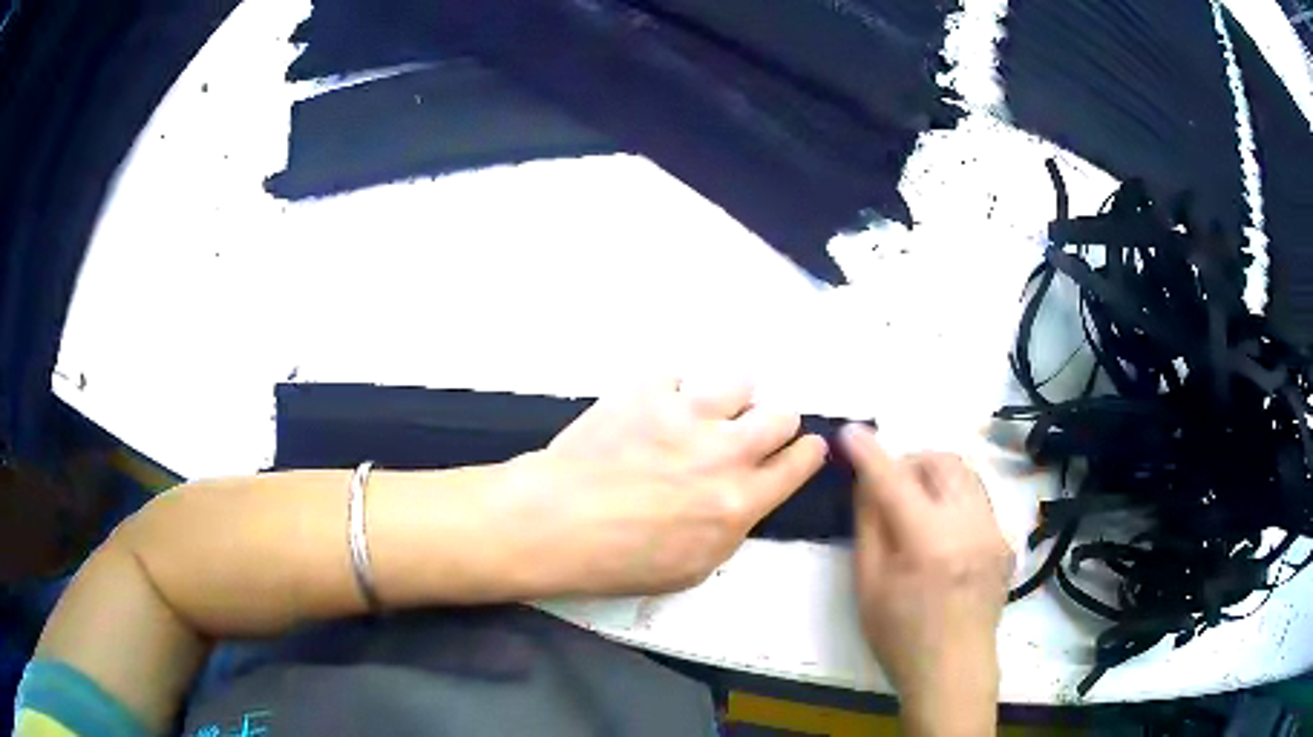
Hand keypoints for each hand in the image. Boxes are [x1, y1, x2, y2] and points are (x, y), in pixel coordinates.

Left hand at [503, 378, 827, 597]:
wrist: (556, 521)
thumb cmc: (619, 560)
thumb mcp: (692, 569)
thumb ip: (731, 528)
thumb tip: (743, 499)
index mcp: (741, 501)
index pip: (799, 462)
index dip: (807, 452)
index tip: (804, 447)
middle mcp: (726, 451)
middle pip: (781, 415)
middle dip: (775, 423)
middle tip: (750, 433)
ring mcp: (688, 413)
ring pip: (740, 383)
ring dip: (729, 399)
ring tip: (702, 414)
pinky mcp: (649, 390)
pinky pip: (677, 375)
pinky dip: (669, 391)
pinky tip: (649, 410)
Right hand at [841, 424, 1012, 735]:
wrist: (953, 669)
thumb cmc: (900, 636)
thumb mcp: (868, 586)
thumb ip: (869, 526)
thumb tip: (866, 482)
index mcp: (926, 541)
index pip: (893, 479)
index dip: (869, 452)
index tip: (850, 431)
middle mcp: (967, 524)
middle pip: (940, 462)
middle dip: (910, 460)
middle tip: (890, 484)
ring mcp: (993, 530)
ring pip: (965, 473)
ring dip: (936, 475)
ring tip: (918, 502)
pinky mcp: (1004, 539)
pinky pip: (978, 498)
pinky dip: (954, 498)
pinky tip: (943, 531)